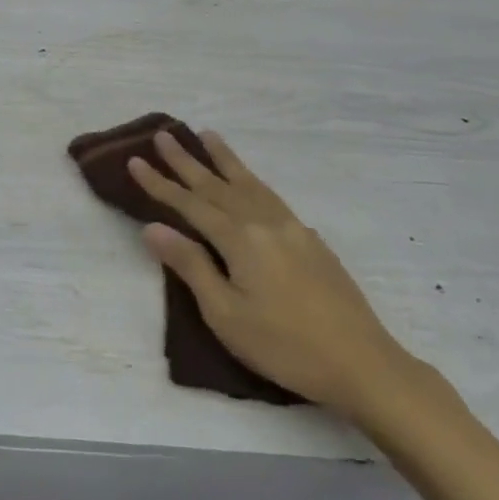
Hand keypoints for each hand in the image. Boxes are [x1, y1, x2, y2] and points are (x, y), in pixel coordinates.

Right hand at [128, 130, 415, 416]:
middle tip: (163, 135)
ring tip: (207, 135)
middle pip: (218, 185)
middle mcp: (266, 223)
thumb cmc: (284, 346)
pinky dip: (252, 180)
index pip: (190, 204)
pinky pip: (271, 196)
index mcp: (241, 239)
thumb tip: (153, 227)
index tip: (134, 160)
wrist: (363, 364)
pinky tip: (251, 183)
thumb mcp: (225, 314)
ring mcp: (293, 229)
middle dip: (187, 161)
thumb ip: (190, 266)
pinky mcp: (311, 241)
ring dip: (225, 159)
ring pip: (250, 184)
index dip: (160, 184)